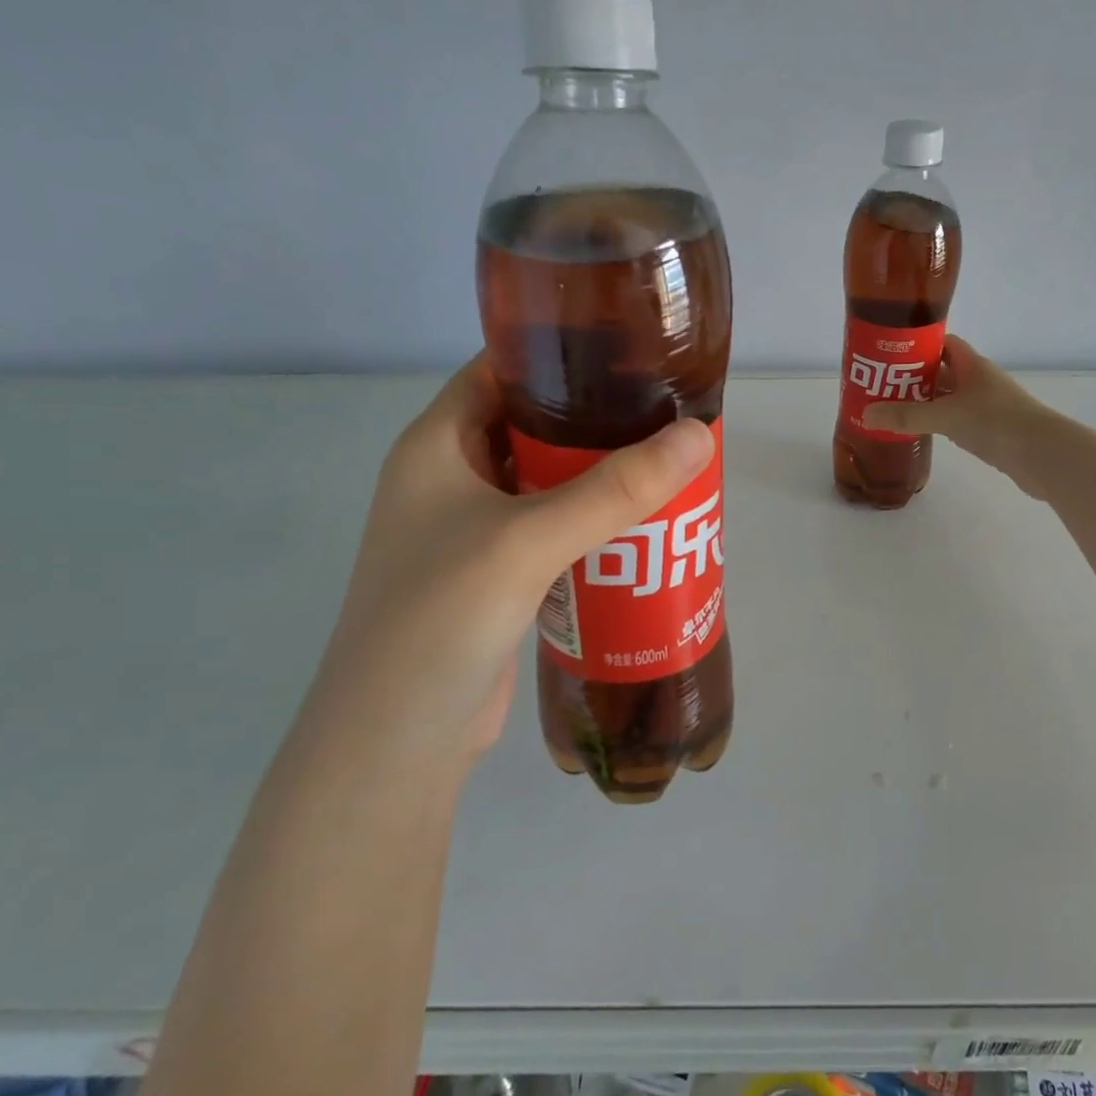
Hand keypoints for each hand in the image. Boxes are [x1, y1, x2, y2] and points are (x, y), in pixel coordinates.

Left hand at [308, 355, 714, 765]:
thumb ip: (613, 490)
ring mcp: (472, 532)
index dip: (560, 353)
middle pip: (533, 428)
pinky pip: (553, 533)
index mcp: (436, 446)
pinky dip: (593, 526)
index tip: (631, 351)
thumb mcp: (526, 542)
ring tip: (670, 464)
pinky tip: (643, 530)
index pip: (500, 371)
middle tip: (667, 414)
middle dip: (597, 420)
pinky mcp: (497, 578)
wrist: (396, 743)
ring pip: (548, 484)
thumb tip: (699, 436)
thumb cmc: (440, 620)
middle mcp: (450, 480)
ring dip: (601, 477)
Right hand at [861, 336, 1058, 496]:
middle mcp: (979, 381)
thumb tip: (867, 414)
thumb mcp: (946, 417)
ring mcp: (986, 406)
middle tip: (880, 385)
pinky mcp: (989, 430)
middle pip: (941, 372)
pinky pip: (956, 420)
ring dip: (924, 402)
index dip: (918, 345)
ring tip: (891, 409)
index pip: (943, 344)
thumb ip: (907, 416)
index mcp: (973, 365)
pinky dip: (937, 423)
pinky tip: (920, 431)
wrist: (1042, 456)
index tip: (890, 353)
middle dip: (913, 377)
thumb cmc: (996, 423)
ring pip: (948, 398)